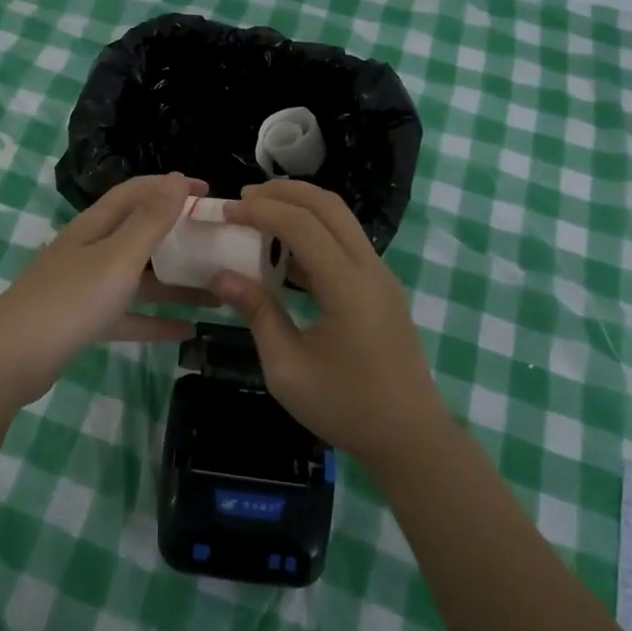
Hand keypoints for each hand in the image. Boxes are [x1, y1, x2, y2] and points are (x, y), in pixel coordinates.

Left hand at [0, 173, 210, 403]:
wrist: (11, 360)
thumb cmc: (70, 300)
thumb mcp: (118, 257)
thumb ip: (150, 221)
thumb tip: (176, 178)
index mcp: (95, 226)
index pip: (137, 192)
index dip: (171, 187)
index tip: (209, 192)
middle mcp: (90, 250)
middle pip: (139, 234)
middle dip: (178, 236)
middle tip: (216, 242)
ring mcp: (85, 287)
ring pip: (138, 278)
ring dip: (175, 283)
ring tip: (217, 292)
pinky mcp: (84, 322)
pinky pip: (128, 315)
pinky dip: (156, 320)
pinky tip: (188, 332)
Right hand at [211, 181, 447, 465]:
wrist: (411, 437)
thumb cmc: (346, 407)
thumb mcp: (287, 369)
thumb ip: (257, 313)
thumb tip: (221, 276)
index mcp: (347, 286)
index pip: (302, 225)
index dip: (261, 211)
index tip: (226, 211)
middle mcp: (369, 269)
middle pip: (328, 206)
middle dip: (284, 193)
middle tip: (244, 198)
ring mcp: (381, 277)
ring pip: (341, 221)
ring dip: (301, 209)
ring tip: (260, 216)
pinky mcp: (382, 289)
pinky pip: (346, 244)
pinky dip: (315, 233)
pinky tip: (285, 253)